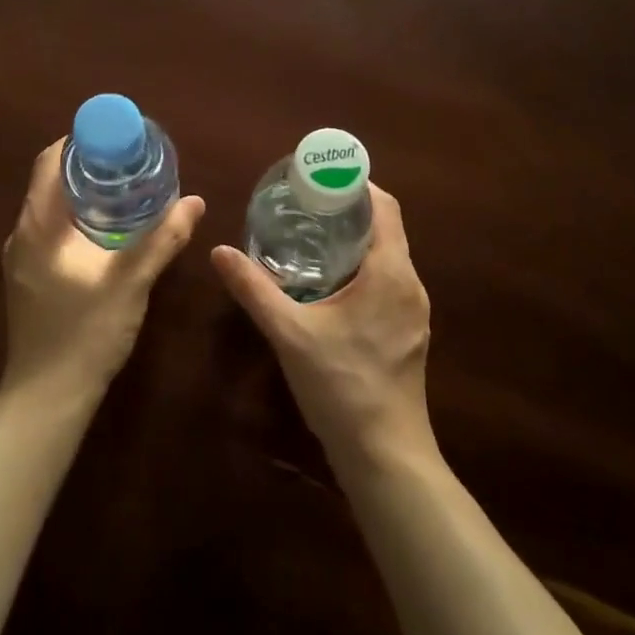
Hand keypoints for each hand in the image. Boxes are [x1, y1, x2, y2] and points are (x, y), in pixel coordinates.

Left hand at [1, 138, 204, 403]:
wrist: (47, 398)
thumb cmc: (84, 334)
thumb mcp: (130, 282)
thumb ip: (162, 240)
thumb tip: (195, 201)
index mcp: (38, 226)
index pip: (50, 161)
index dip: (81, 141)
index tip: (118, 138)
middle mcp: (22, 234)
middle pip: (52, 181)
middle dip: (90, 166)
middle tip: (133, 162)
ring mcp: (22, 258)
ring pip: (52, 208)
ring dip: (85, 193)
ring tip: (128, 190)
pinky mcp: (28, 277)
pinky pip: (52, 231)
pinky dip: (79, 218)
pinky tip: (111, 231)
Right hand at [211, 185, 436, 473]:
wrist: (385, 456)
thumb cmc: (341, 386)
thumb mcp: (289, 333)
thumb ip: (254, 289)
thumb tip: (220, 251)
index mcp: (390, 273)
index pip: (385, 207)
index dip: (356, 184)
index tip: (320, 178)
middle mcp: (411, 284)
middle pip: (386, 228)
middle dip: (349, 210)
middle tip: (305, 204)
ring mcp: (414, 311)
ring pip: (388, 257)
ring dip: (356, 240)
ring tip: (312, 235)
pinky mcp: (409, 333)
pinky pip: (389, 281)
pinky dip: (363, 267)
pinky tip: (330, 282)